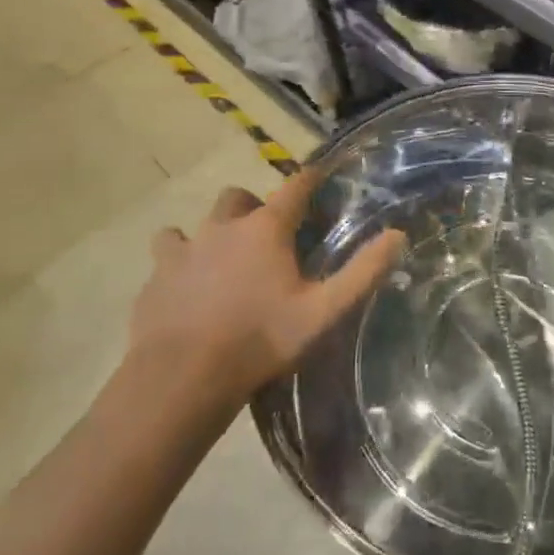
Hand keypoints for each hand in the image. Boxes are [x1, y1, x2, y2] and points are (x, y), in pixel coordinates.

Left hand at [128, 169, 404, 405]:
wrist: (182, 377)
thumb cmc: (261, 340)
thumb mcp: (323, 311)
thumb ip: (362, 272)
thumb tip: (398, 235)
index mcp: (265, 229)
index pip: (294, 187)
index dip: (309, 179)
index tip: (319, 177)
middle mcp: (223, 227)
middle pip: (238, 197)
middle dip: (253, 206)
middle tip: (266, 235)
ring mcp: (184, 249)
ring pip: (195, 224)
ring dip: (211, 232)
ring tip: (221, 259)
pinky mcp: (156, 277)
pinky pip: (166, 255)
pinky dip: (177, 262)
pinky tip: (185, 286)